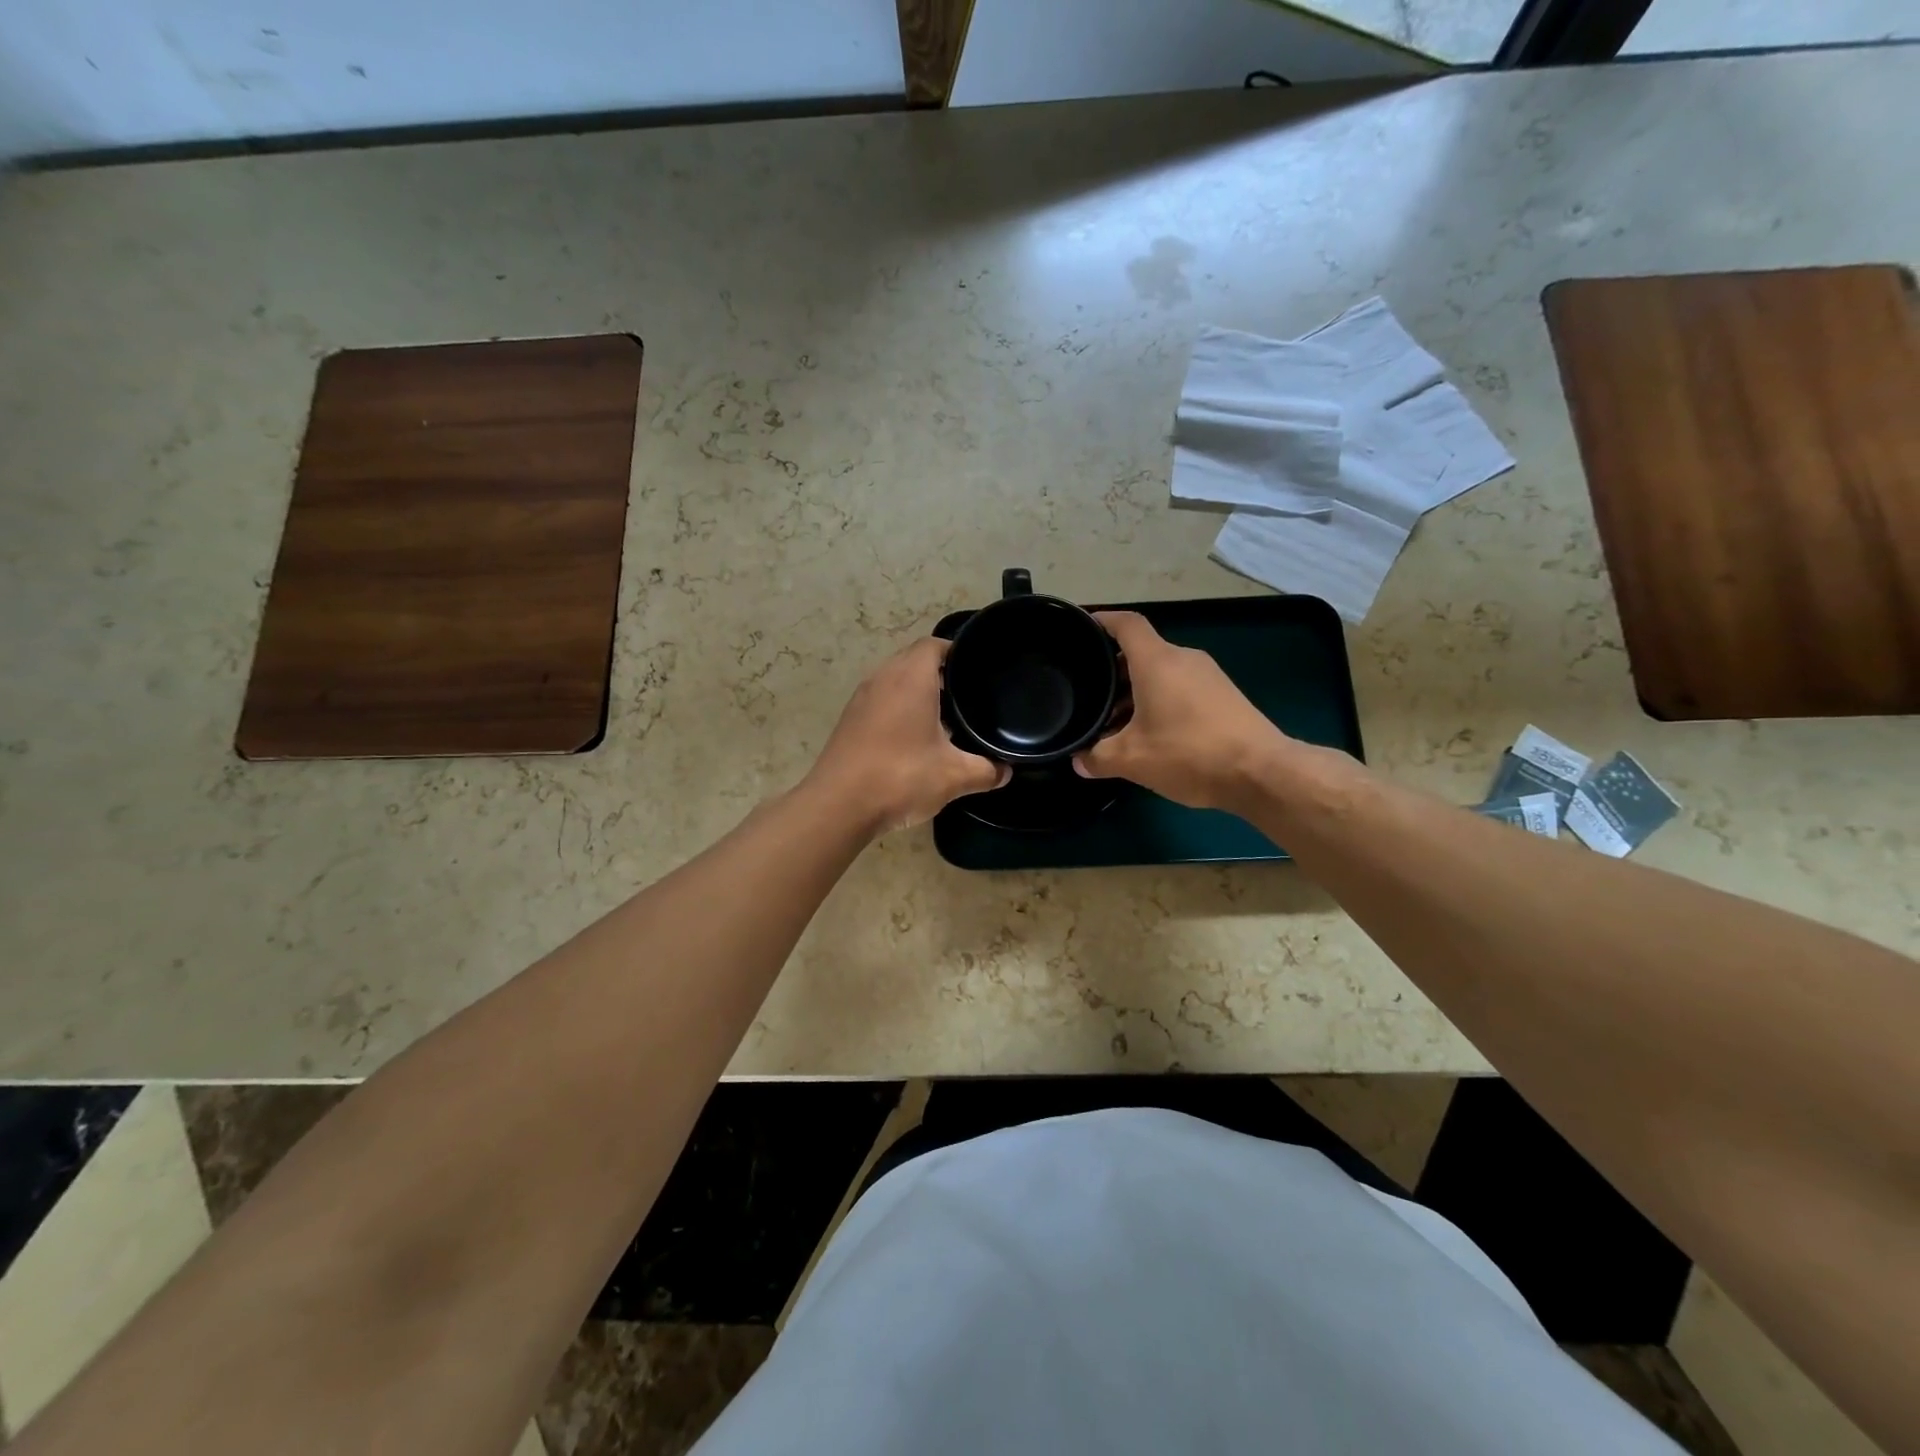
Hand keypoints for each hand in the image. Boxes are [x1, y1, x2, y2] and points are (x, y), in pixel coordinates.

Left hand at [805, 638, 1007, 835]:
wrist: (838, 805)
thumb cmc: (900, 777)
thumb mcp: (954, 776)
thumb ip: (986, 770)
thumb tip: (1006, 772)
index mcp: (911, 678)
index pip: (935, 644)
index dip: (957, 652)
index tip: (976, 670)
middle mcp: (883, 678)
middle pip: (914, 659)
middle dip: (940, 673)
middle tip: (966, 695)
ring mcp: (862, 699)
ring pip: (895, 680)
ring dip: (917, 692)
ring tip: (944, 718)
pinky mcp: (849, 720)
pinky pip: (880, 701)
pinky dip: (898, 709)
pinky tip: (913, 738)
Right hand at [1074, 611, 1290, 810]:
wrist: (1262, 772)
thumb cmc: (1189, 754)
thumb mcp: (1132, 761)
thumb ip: (1098, 758)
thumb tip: (1079, 761)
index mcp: (1157, 661)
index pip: (1126, 624)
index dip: (1102, 621)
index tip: (1083, 628)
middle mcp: (1183, 659)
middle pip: (1141, 652)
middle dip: (1113, 671)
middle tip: (1090, 694)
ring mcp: (1208, 676)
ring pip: (1161, 673)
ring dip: (1136, 691)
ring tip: (1116, 723)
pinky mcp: (1224, 695)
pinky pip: (1181, 687)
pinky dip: (1160, 700)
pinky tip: (1152, 733)